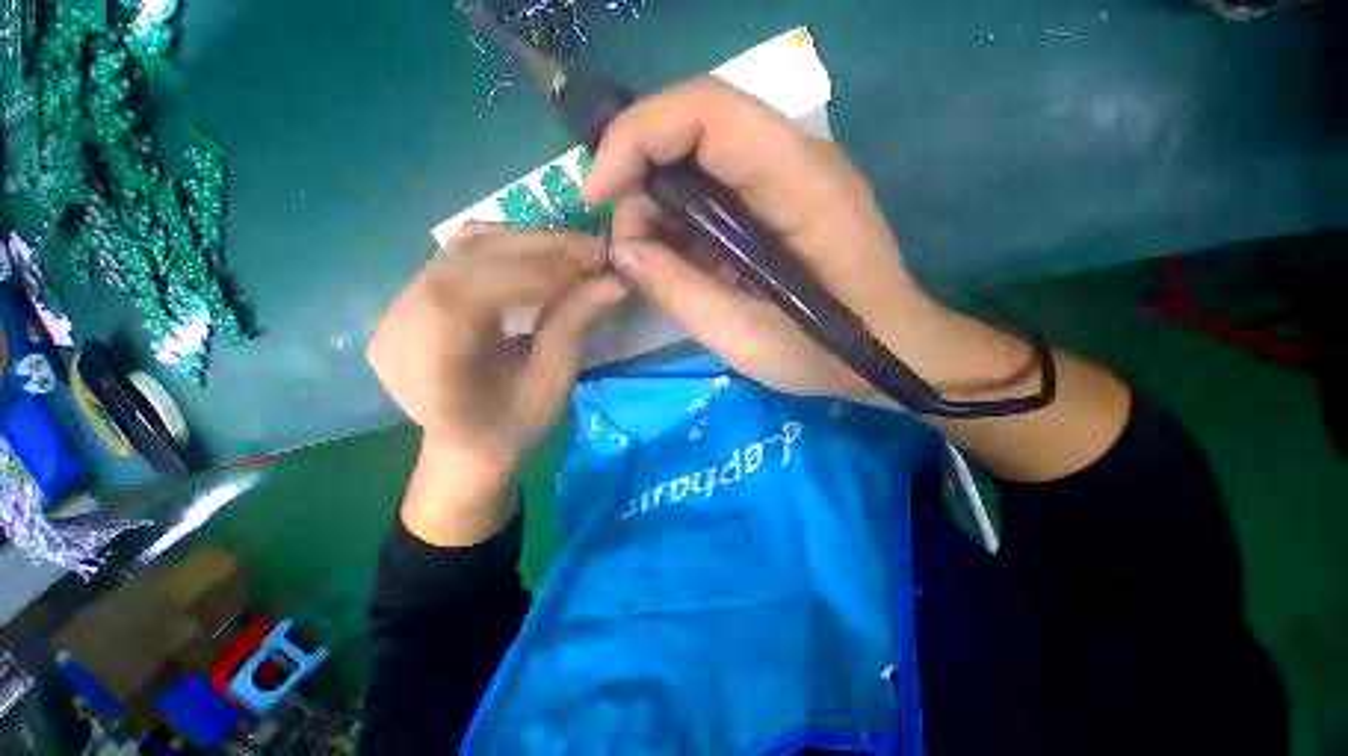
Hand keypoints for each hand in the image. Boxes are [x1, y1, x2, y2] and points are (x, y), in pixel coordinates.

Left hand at [367, 228, 625, 543]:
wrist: (466, 445)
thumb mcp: (552, 386)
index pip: (477, 292)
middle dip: (539, 248)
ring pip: (464, 248)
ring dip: (526, 242)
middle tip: (593, 249)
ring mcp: (395, 308)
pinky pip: (460, 256)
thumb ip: (575, 327)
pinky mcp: (407, 297)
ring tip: (573, 252)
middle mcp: (398, 326)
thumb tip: (615, 280)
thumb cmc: (512, 427)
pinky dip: (508, 249)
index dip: (540, 270)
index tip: (595, 261)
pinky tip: (541, 258)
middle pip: (468, 260)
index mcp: (430, 365)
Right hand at [582, 78, 1026, 400]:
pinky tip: (680, 261)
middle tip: (627, 246)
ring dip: (659, 204)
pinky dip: (683, 220)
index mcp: (798, 182)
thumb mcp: (747, 338)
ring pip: (700, 159)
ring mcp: (790, 176)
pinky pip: (715, 189)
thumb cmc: (828, 353)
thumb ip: (681, 292)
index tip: (594, 194)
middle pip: (696, 126)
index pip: (706, 111)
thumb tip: (622, 252)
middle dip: (641, 176)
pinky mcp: (780, 200)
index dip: (636, 136)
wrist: (889, 352)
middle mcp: (796, 159)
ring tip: (652, 263)